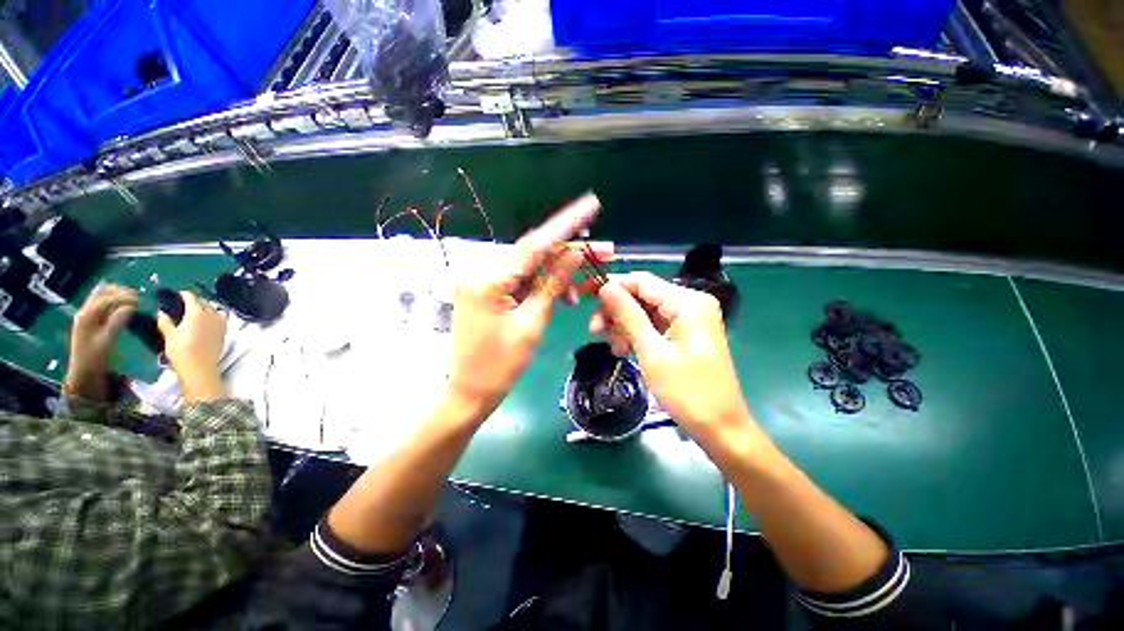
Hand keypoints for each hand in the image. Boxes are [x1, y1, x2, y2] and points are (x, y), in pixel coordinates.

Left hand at [64, 285, 138, 400]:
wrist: (83, 371)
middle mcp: (85, 311)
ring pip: (101, 296)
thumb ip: (118, 321)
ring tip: (132, 299)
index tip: (141, 301)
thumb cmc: (96, 357)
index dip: (124, 297)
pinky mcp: (90, 319)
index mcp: (88, 315)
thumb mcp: (108, 340)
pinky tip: (122, 305)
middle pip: (102, 293)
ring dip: (116, 295)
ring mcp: (86, 315)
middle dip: (121, 293)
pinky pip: (101, 303)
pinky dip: (113, 300)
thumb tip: (132, 307)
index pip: (107, 299)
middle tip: (138, 297)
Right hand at [156, 292, 228, 402]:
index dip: (185, 294)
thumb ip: (165, 322)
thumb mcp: (169, 335)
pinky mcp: (224, 331)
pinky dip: (214, 315)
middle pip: (204, 303)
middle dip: (195, 301)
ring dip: (205, 307)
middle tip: (184, 303)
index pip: (192, 298)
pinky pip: (221, 318)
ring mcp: (220, 323)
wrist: (200, 367)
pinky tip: (206, 320)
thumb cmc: (182, 351)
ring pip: (214, 309)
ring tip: (195, 311)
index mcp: (197, 313)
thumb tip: (161, 312)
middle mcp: (211, 315)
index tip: (178, 294)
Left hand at [446, 192, 608, 418]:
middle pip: (534, 254)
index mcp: (488, 279)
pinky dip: (544, 286)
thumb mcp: (533, 325)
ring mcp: (484, 282)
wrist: (469, 394)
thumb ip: (552, 285)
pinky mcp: (489, 292)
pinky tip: (564, 298)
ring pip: (530, 268)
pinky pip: (522, 281)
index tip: (591, 206)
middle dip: (570, 252)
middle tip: (605, 251)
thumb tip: (574, 253)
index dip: (566, 224)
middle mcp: (482, 272)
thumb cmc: (500, 367)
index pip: (535, 244)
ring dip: (559, 274)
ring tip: (585, 287)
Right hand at [590, 272, 751, 435]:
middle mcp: (691, 303)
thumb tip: (605, 287)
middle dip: (617, 311)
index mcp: (688, 302)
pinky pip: (655, 324)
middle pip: (642, 295)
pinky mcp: (686, 333)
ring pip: (645, 310)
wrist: (720, 428)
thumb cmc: (687, 392)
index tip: (588, 302)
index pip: (641, 281)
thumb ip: (628, 316)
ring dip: (625, 326)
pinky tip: (626, 350)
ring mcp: (690, 318)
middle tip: (595, 332)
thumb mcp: (652, 352)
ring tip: (616, 349)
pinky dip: (637, 334)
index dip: (613, 287)